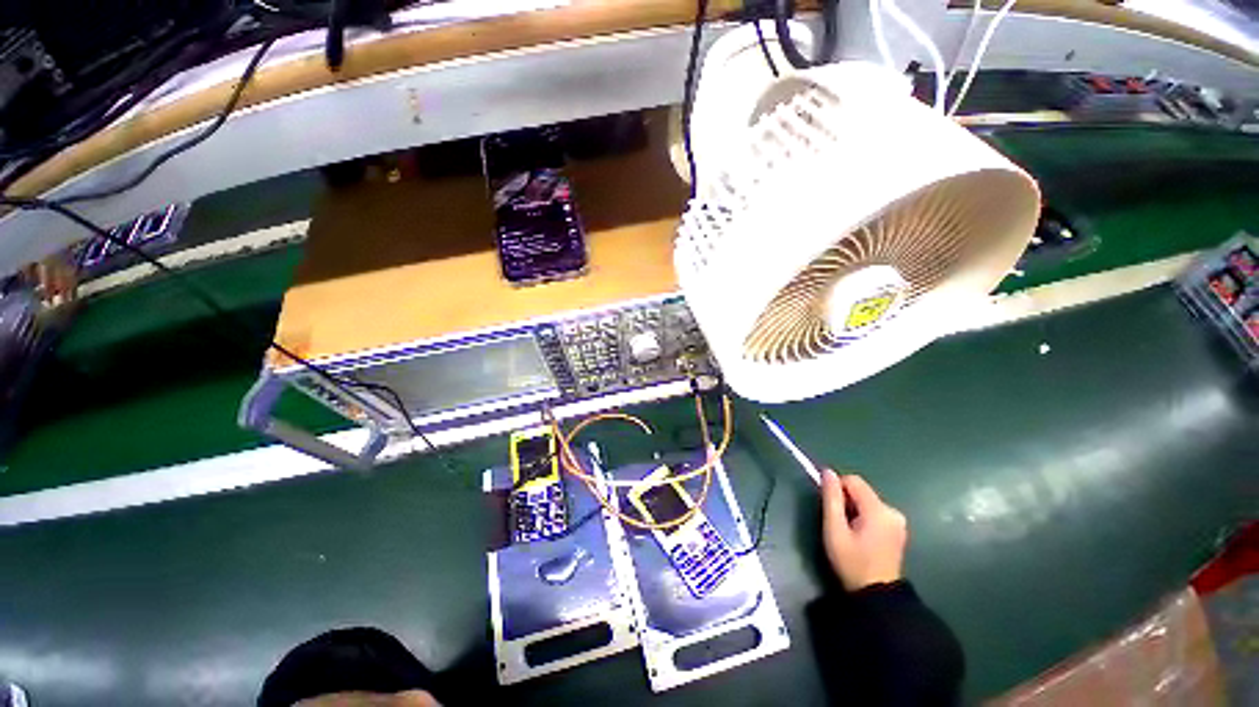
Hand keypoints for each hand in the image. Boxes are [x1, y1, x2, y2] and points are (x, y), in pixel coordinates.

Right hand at [821, 470, 906, 590]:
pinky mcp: (899, 530)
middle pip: (861, 491)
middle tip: (838, 524)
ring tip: (849, 532)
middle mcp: (892, 511)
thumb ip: (831, 498)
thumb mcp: (834, 529)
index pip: (853, 480)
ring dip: (854, 510)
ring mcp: (898, 521)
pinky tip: (861, 537)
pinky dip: (864, 517)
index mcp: (878, 509)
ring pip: (867, 501)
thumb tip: (827, 472)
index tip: (829, 508)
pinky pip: (875, 512)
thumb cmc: (852, 562)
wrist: (876, 595)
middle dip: (846, 501)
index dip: (837, 488)